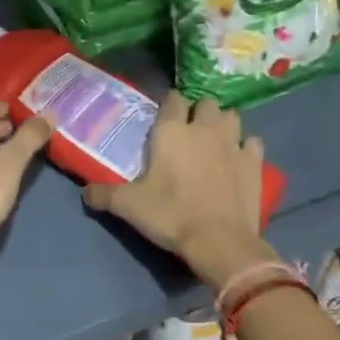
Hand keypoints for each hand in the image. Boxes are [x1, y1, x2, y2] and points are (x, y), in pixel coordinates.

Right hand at [84, 93, 276, 289]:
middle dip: (198, 111)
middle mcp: (203, 128)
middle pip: (205, 102)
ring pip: (232, 116)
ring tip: (215, 140)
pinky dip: (246, 147)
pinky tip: (238, 159)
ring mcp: (233, 143)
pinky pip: (252, 142)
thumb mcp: (128, 206)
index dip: (168, 105)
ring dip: (223, 124)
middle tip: (189, 131)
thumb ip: (104, 194)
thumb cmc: (170, 215)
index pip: (172, 98)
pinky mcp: (254, 162)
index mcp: (171, 131)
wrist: (219, 241)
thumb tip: (85, 192)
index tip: (164, 117)